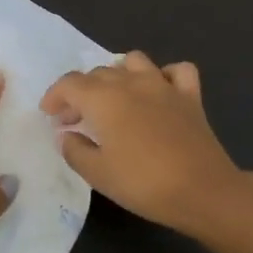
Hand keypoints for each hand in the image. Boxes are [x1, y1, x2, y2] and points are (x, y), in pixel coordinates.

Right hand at [40, 52, 248, 234]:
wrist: (203, 190)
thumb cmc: (143, 184)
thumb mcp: (98, 174)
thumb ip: (75, 150)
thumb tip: (66, 134)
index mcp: (104, 99)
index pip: (70, 84)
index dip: (54, 96)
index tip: (49, 116)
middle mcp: (131, 83)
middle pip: (98, 73)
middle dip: (81, 92)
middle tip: (75, 119)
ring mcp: (163, 85)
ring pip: (134, 61)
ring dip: (118, 74)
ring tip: (113, 98)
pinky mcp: (190, 96)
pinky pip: (176, 71)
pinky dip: (164, 76)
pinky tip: (158, 92)